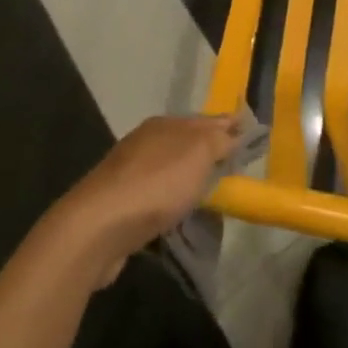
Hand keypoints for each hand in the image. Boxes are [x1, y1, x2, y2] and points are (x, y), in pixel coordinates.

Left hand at [52, 115, 239, 283]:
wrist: (99, 226)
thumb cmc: (155, 184)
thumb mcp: (197, 153)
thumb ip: (218, 140)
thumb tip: (233, 128)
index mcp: (164, 124)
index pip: (204, 120)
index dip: (227, 127)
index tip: (249, 136)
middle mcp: (146, 142)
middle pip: (186, 145)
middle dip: (208, 155)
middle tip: (234, 172)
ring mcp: (130, 174)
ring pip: (170, 172)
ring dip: (189, 182)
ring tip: (212, 200)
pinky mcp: (121, 206)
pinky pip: (156, 200)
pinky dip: (171, 205)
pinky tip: (180, 218)